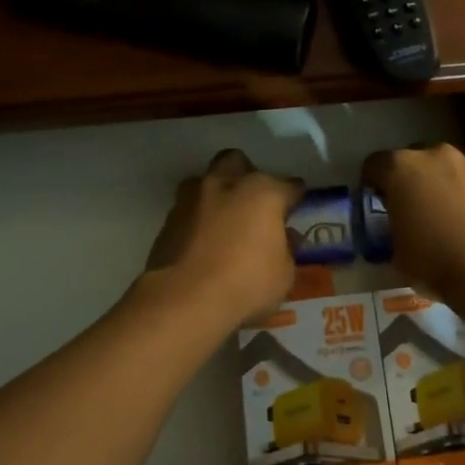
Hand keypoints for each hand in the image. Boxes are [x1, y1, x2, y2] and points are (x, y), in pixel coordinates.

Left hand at [146, 150, 304, 326]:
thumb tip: (283, 237)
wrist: (183, 301)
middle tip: (253, 204)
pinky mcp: (168, 219)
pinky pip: (189, 210)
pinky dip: (198, 219)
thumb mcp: (284, 274)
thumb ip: (285, 249)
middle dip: (247, 176)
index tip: (296, 210)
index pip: (290, 186)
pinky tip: (203, 242)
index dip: (295, 198)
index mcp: (262, 192)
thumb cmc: (245, 284)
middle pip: (238, 163)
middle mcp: (226, 184)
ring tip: (224, 221)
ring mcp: (192, 199)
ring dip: (216, 194)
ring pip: (206, 181)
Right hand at [363, 143, 464, 296]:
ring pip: (446, 168)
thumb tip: (401, 229)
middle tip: (411, 207)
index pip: (374, 165)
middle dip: (410, 179)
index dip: (372, 184)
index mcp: (401, 168)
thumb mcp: (397, 252)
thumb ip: (394, 229)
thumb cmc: (434, 260)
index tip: (377, 204)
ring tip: (444, 215)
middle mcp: (434, 155)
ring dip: (441, 184)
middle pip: (413, 159)